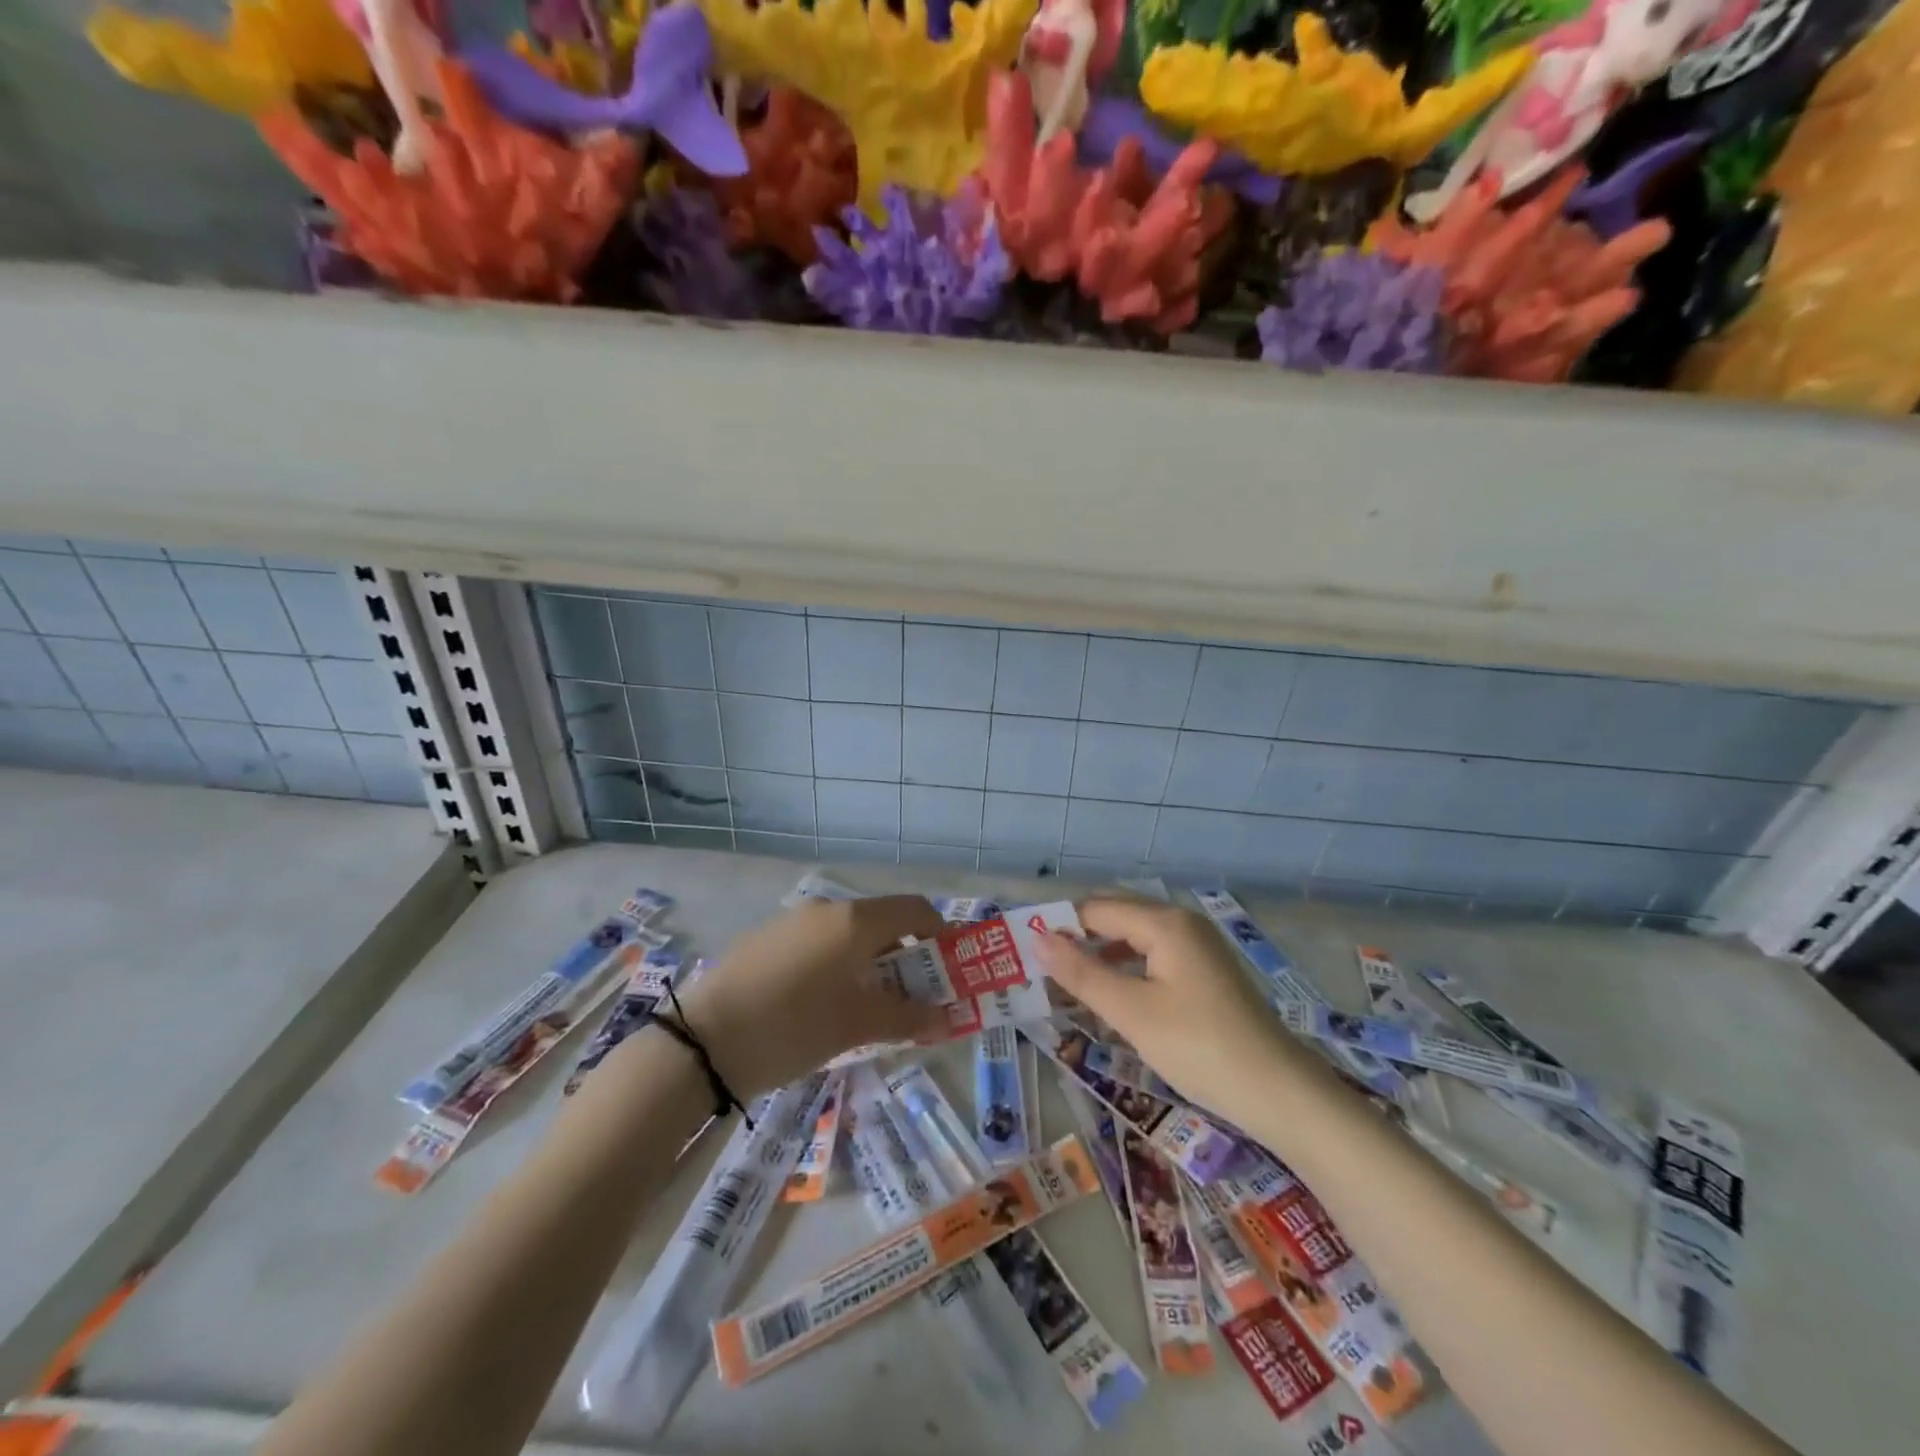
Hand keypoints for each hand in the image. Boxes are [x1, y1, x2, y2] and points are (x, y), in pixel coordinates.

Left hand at [674, 895, 948, 1096]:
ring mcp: (792, 922)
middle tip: (912, 997)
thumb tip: (945, 1018)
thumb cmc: (793, 1026)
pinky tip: (821, 1004)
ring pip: (847, 934)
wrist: (703, 1040)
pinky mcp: (765, 940)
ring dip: (870, 962)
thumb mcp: (856, 1026)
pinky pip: (817, 944)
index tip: (948, 969)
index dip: (939, 934)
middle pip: (882, 922)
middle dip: (906, 956)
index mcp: (855, 921)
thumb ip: (906, 1018)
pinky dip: (836, 964)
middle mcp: (826, 910)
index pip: (915, 909)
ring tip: (868, 1006)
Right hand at [1036, 899, 1301, 1121]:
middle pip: (1115, 918)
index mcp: (1164, 923)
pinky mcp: (1206, 972)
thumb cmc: (1199, 1047)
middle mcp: (1182, 923)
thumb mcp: (1132, 1012)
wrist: (1279, 1093)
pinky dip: (1126, 971)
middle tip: (1040, 971)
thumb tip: (1037, 940)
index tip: (1024, 953)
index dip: (1059, 927)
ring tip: (1067, 986)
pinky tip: (1111, 998)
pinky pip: (1153, 958)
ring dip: (1100, 958)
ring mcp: (1198, 947)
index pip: (1095, 909)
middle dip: (1077, 940)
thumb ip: (1082, 974)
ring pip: (1134, 940)